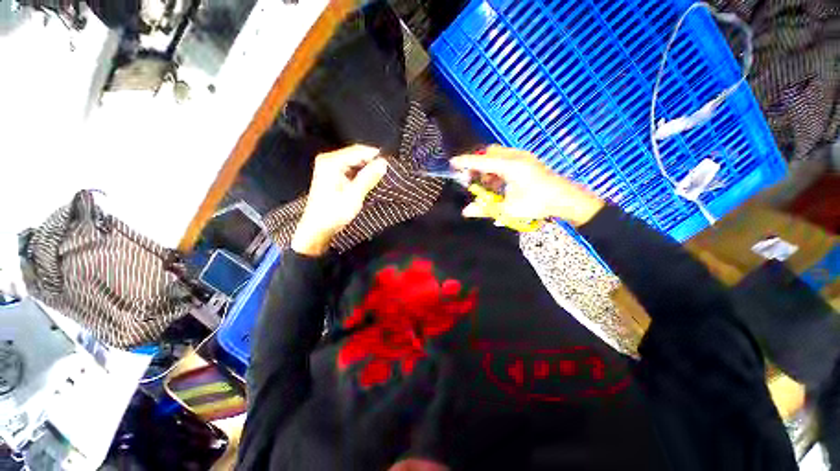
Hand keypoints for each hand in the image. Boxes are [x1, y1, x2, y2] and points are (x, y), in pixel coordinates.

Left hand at [292, 145, 388, 255]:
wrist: (318, 228)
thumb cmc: (333, 213)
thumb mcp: (354, 195)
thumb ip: (369, 177)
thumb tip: (383, 163)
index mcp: (331, 162)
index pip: (358, 151)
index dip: (375, 156)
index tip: (390, 164)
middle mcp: (329, 161)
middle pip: (356, 155)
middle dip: (372, 162)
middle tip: (387, 172)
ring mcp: (330, 167)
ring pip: (355, 162)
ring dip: (367, 169)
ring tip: (380, 177)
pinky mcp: (332, 175)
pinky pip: (351, 169)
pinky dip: (361, 174)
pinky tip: (369, 181)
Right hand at [450, 145, 604, 226]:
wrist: (565, 199)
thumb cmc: (537, 204)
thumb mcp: (508, 209)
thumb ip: (485, 209)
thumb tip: (466, 211)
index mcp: (511, 166)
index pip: (482, 161)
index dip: (466, 162)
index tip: (452, 163)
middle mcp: (516, 156)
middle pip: (489, 153)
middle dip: (477, 164)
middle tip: (471, 178)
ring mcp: (523, 156)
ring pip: (497, 155)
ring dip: (487, 167)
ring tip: (486, 184)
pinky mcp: (527, 160)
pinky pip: (506, 158)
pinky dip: (497, 168)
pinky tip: (498, 182)